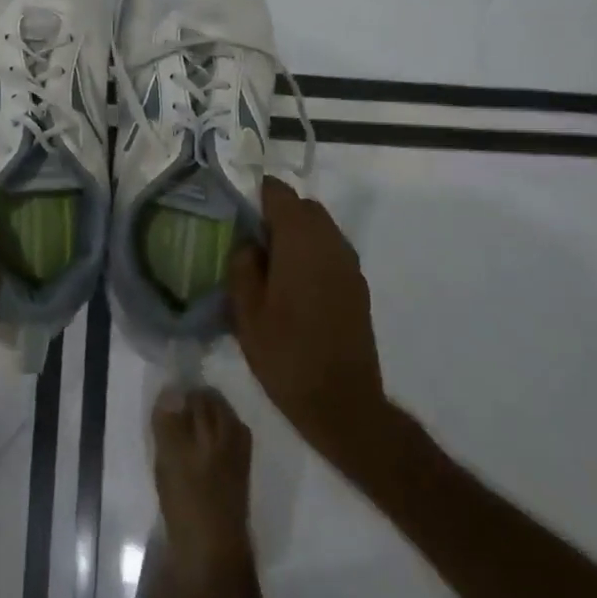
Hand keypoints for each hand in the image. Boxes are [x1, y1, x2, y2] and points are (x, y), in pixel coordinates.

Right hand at [228, 178, 388, 465]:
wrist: (342, 403)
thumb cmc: (286, 355)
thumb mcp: (246, 312)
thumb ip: (242, 266)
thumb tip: (249, 243)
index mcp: (300, 241)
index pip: (279, 193)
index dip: (257, 196)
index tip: (238, 214)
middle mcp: (330, 243)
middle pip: (304, 207)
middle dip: (278, 214)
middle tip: (251, 242)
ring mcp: (349, 264)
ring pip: (320, 228)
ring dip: (297, 234)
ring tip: (271, 265)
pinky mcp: (358, 286)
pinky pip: (331, 251)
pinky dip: (312, 253)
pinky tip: (295, 286)